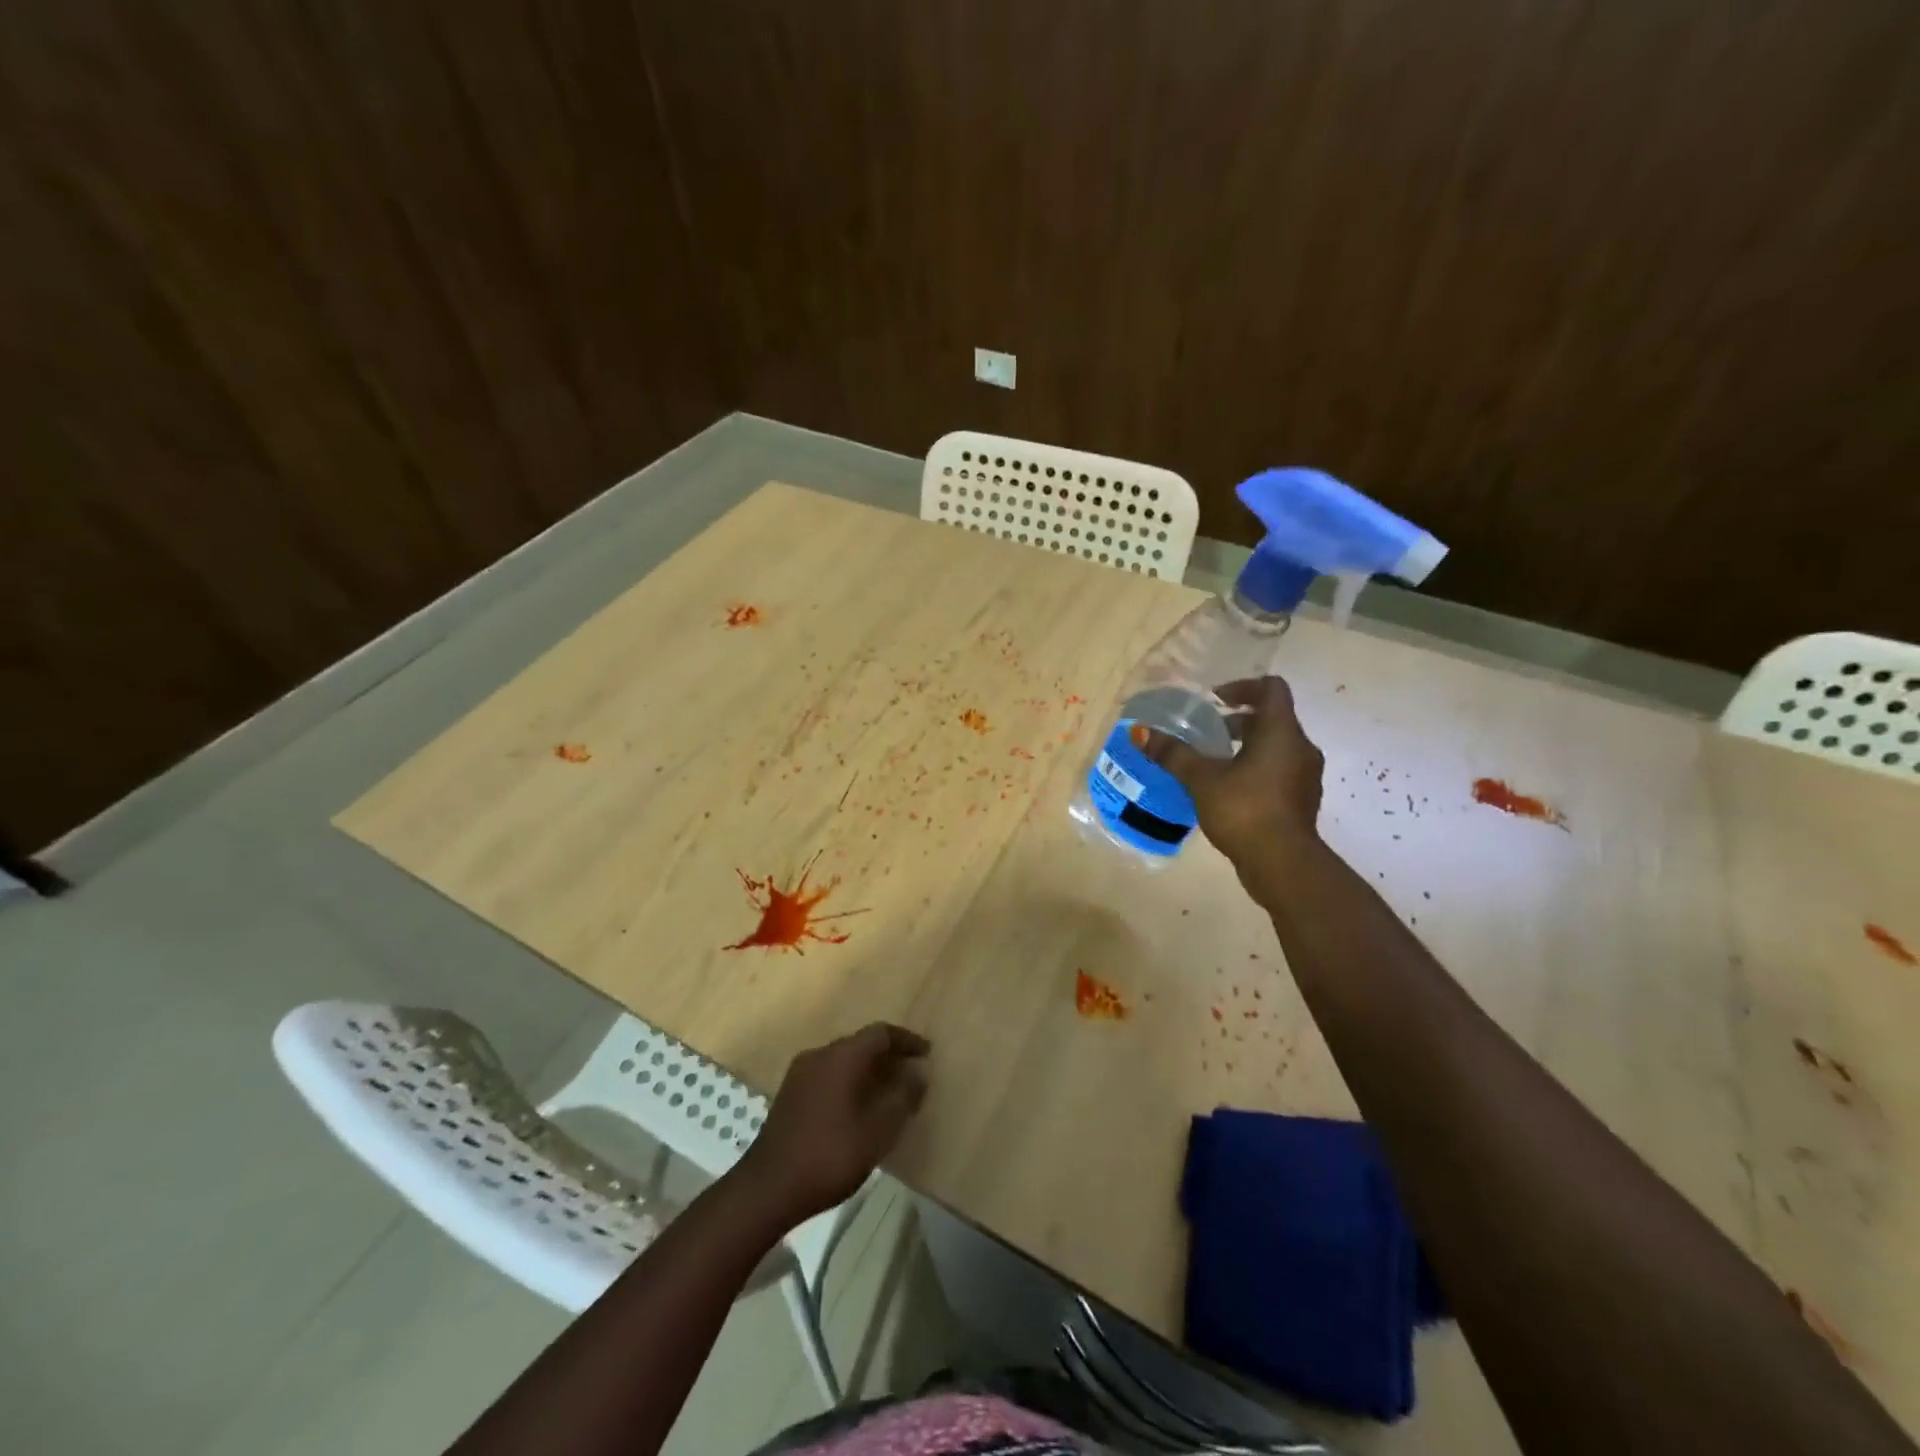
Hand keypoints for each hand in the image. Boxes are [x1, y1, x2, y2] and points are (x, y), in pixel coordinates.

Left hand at [737, 1023, 930, 1226]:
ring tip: (888, 1092)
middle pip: (860, 1044)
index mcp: (841, 1057)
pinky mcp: (789, 1095)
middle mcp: (819, 1055)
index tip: (927, 1053)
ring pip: (842, 1060)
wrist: (767, 1189)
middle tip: (910, 1074)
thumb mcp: (877, 1131)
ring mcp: (799, 1074)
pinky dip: (848, 1082)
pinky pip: (827, 1075)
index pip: (880, 1033)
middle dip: (888, 1055)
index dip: (906, 1040)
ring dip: (867, 1070)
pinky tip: (857, 1108)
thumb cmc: (829, 1156)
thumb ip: (902, 1098)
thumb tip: (918, 1073)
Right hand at [1133, 675, 1325, 865]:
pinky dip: (1255, 770)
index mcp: (1281, 732)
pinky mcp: (1301, 801)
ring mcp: (1305, 776)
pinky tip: (1227, 790)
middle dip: (1238, 721)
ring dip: (1246, 746)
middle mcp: (1300, 747)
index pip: (1271, 688)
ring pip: (1275, 747)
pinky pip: (1278, 771)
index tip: (1215, 701)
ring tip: (1212, 763)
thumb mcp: (1201, 779)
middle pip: (1272, 718)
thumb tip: (1141, 733)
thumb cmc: (1244, 809)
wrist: (1283, 864)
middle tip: (1206, 733)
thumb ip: (1173, 754)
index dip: (1242, 687)